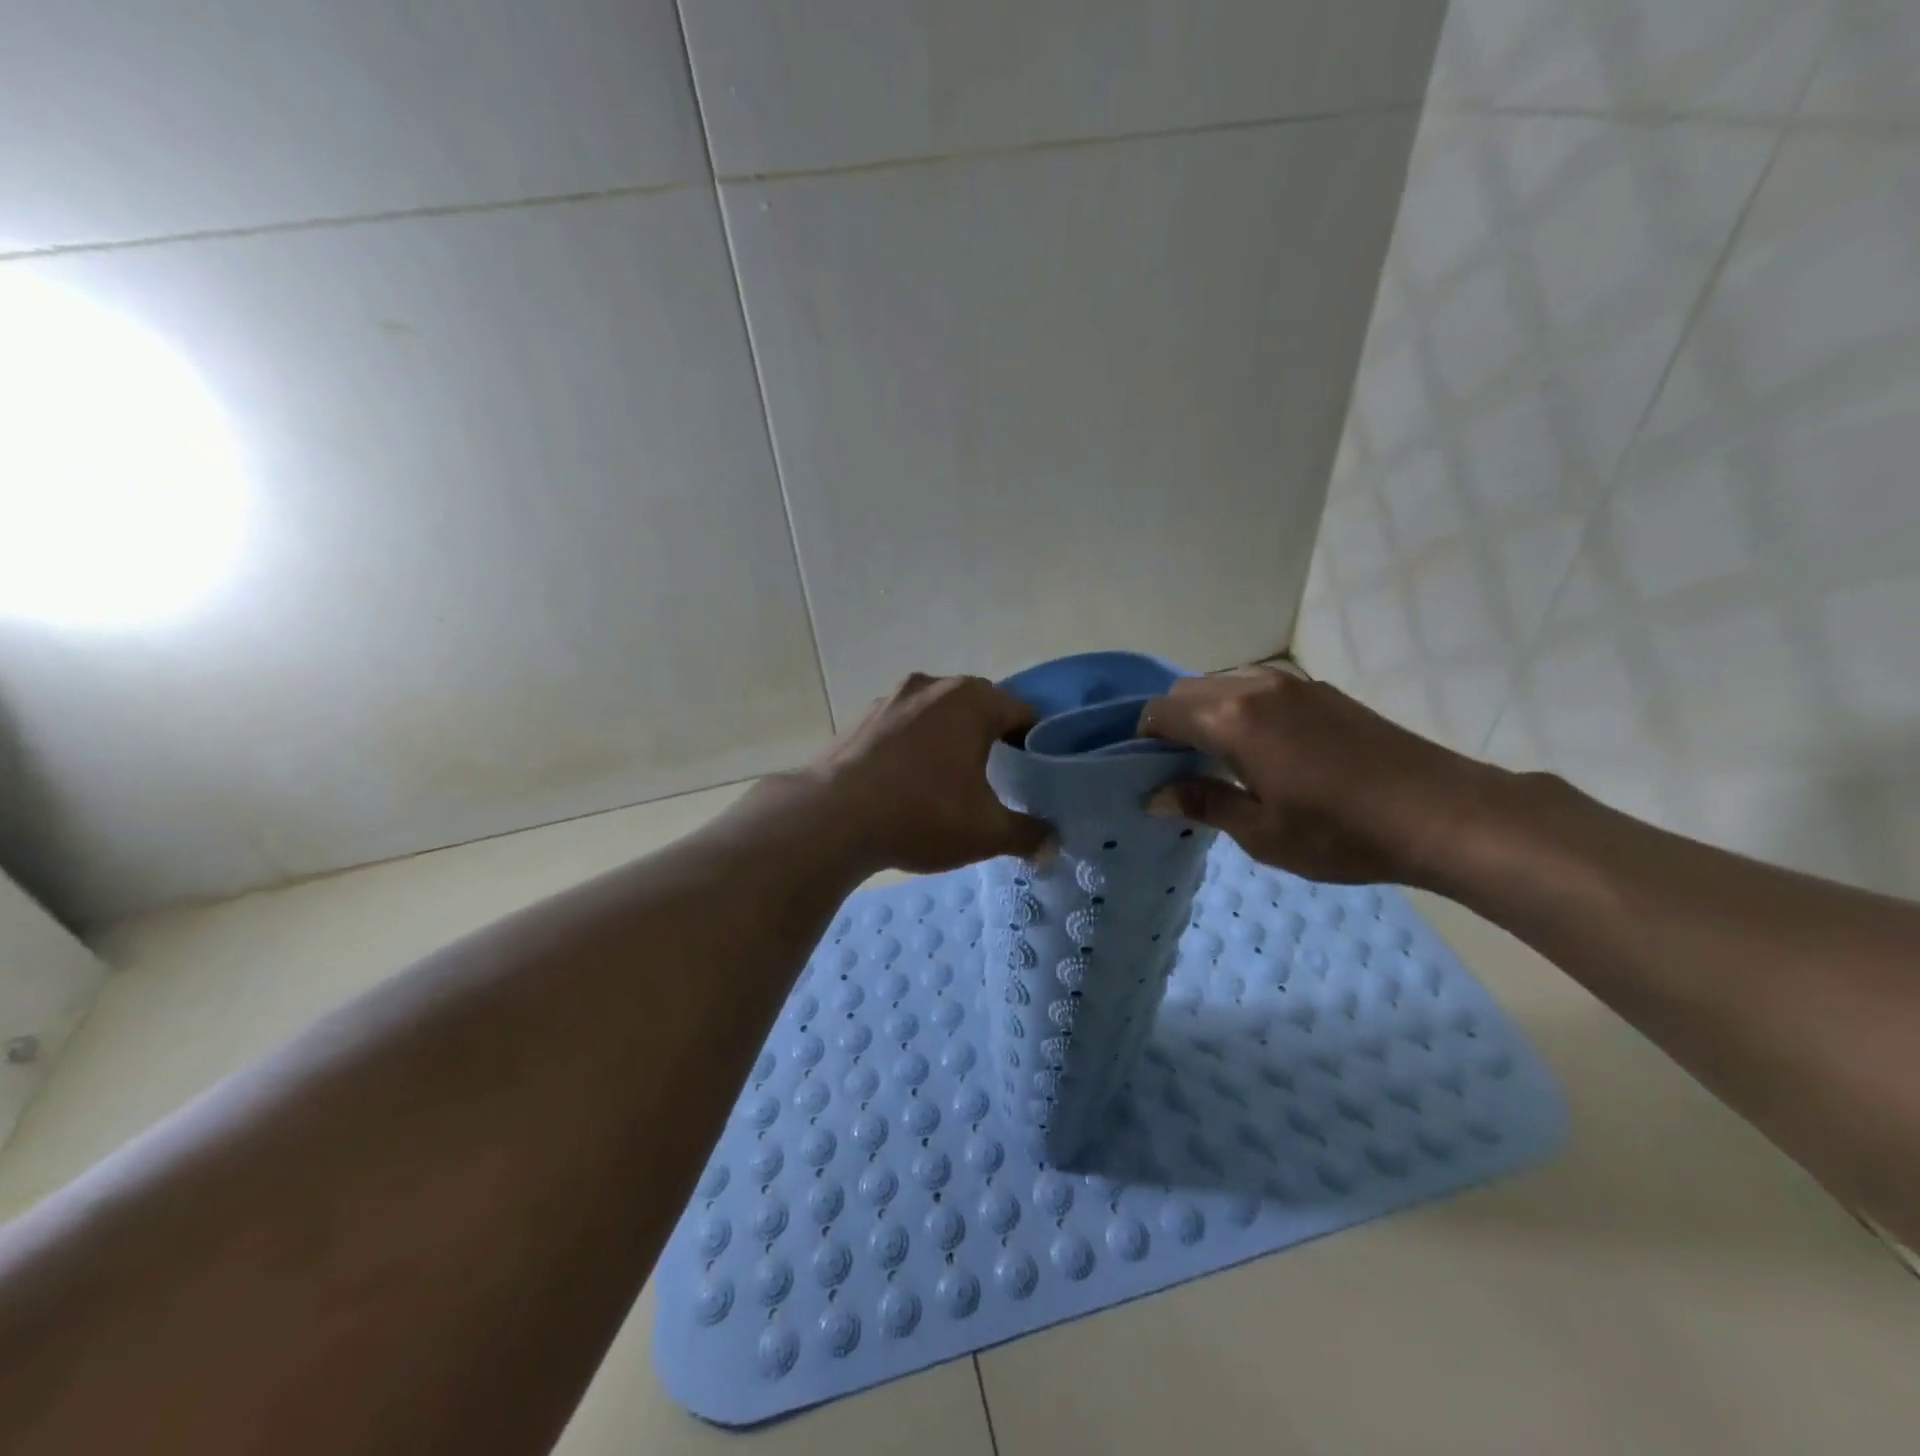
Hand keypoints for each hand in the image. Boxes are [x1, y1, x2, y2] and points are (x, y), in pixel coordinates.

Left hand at [802, 673, 1052, 873]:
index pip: (1023, 712)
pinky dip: (914, 746)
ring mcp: (892, 698)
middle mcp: (933, 686)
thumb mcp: (986, 832)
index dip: (1036, 743)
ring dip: (949, 740)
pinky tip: (907, 782)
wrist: (832, 817)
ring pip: (937, 714)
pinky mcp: (861, 718)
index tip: (1035, 774)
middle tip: (998, 779)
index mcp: (972, 700)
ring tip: (950, 781)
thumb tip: (1052, 847)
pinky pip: (903, 726)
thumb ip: (1027, 835)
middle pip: (979, 707)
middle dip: (991, 738)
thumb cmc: (922, 814)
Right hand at [1137, 666, 1506, 887]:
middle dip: (1172, 724)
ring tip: (1218, 760)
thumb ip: (1204, 804)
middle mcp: (1256, 688)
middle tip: (1179, 770)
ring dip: (1207, 713)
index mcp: (1234, 719)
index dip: (1143, 738)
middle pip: (1189, 691)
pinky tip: (1261, 750)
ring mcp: (1293, 684)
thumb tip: (1155, 795)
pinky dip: (1240, 710)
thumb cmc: (1342, 832)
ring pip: (1224, 685)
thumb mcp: (1262, 832)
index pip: (1162, 711)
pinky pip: (1259, 689)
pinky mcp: (1321, 691)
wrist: (1442, 813)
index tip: (1145, 771)